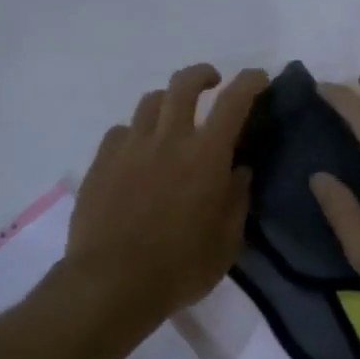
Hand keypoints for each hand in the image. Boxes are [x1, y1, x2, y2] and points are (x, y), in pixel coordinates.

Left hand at [65, 63, 268, 334]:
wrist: (111, 283)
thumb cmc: (179, 267)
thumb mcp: (226, 242)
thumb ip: (237, 200)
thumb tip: (240, 170)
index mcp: (206, 156)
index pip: (233, 101)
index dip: (249, 81)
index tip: (258, 78)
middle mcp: (168, 139)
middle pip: (183, 83)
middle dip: (202, 74)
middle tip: (211, 83)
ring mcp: (130, 147)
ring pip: (150, 102)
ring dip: (168, 102)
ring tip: (173, 120)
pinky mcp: (101, 161)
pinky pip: (121, 131)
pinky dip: (136, 134)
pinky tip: (137, 154)